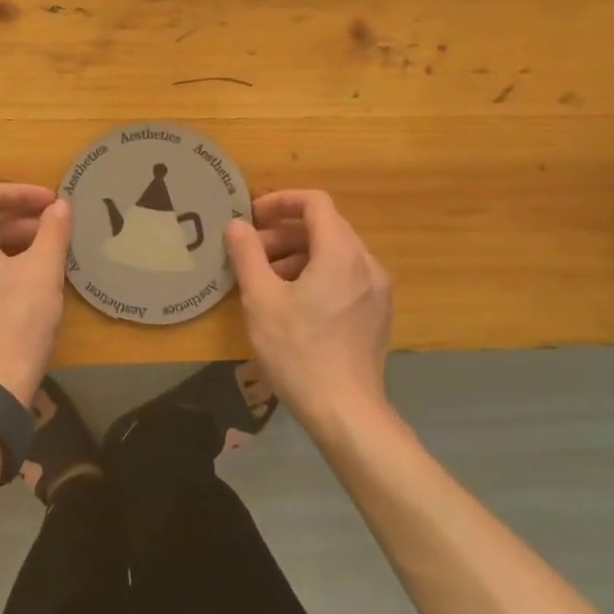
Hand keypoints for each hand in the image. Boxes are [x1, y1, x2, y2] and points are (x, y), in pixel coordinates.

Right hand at [224, 190, 391, 432]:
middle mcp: (366, 264)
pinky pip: (345, 276)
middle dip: (284, 232)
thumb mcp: (261, 300)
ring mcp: (377, 290)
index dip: (281, 201)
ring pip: (335, 253)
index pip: (315, 202)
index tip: (252, 218)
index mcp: (341, 253)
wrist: (346, 412)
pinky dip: (317, 274)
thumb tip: (237, 225)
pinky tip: (292, 303)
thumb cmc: (298, 351)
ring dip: (298, 254)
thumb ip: (247, 254)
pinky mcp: (377, 313)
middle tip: (250, 253)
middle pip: (325, 227)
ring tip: (266, 280)